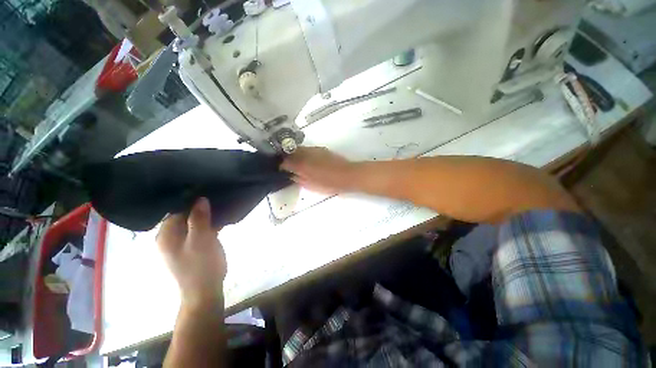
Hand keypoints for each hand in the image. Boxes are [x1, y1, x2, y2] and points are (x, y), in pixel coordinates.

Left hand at [157, 197, 225, 308]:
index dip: (190, 201)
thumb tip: (200, 198)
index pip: (175, 210)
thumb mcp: (201, 240)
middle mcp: (170, 237)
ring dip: (205, 215)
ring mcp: (182, 243)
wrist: (205, 291)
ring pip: (193, 222)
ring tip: (220, 206)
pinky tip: (220, 220)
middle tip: (216, 198)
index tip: (207, 191)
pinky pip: (199, 230)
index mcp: (166, 235)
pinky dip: (208, 224)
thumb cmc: (201, 266)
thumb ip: (198, 219)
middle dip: (199, 207)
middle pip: (183, 215)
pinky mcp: (192, 247)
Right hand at [281, 147, 355, 193]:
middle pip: (291, 152)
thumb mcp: (311, 185)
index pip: (285, 162)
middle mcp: (305, 154)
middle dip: (286, 157)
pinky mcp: (321, 149)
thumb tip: (291, 175)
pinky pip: (308, 149)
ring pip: (299, 149)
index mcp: (302, 165)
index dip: (281, 165)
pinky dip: (304, 153)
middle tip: (286, 164)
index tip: (280, 169)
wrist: (346, 175)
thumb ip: (299, 179)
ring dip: (294, 154)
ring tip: (295, 161)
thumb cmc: (329, 184)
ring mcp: (314, 150)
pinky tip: (307, 159)